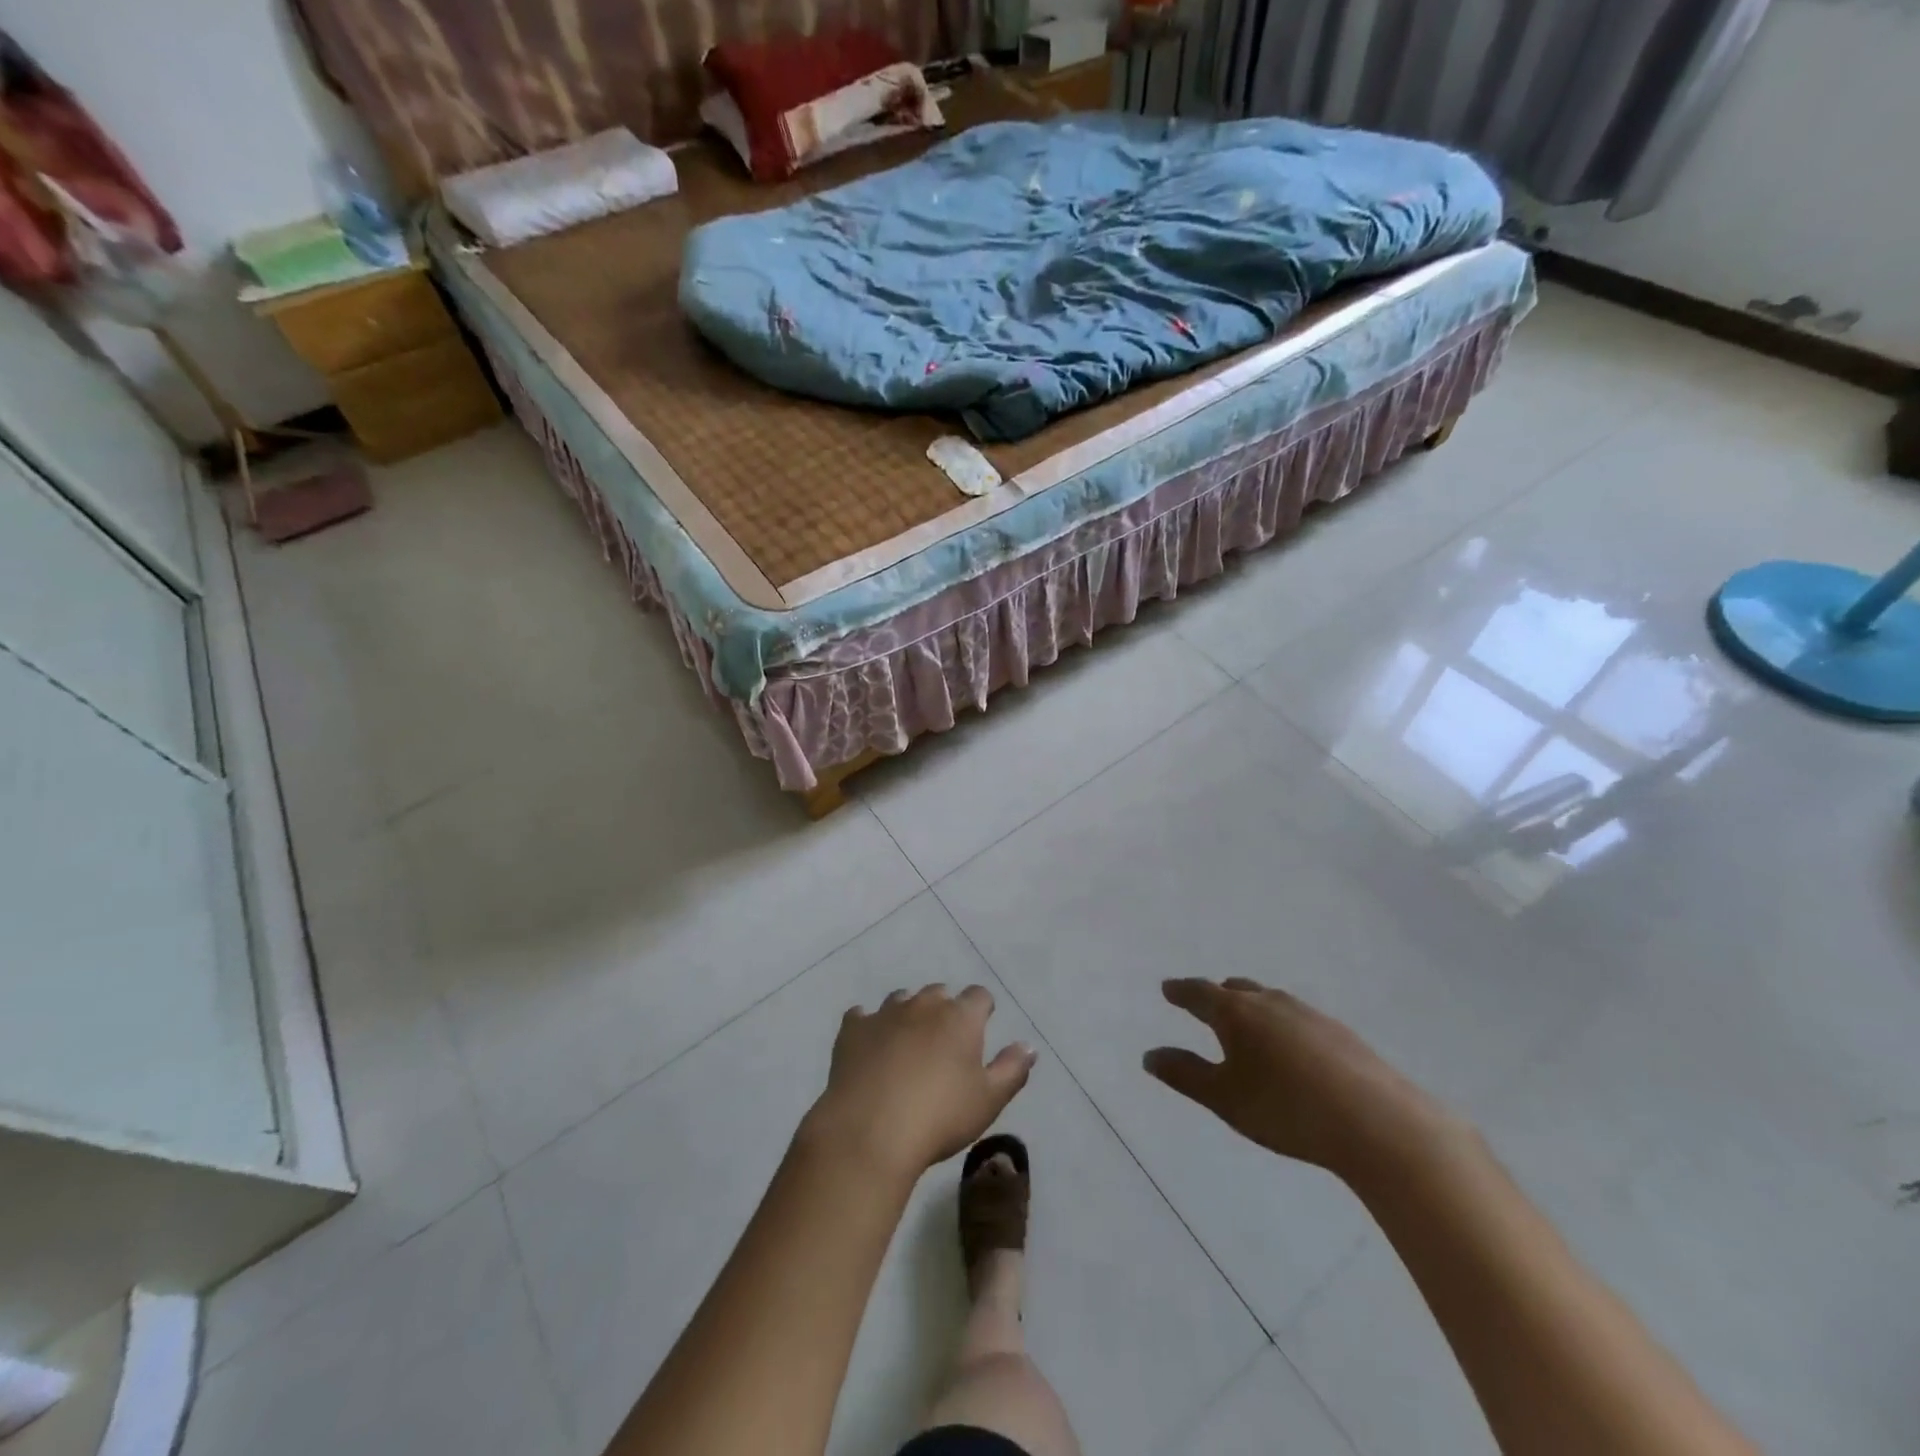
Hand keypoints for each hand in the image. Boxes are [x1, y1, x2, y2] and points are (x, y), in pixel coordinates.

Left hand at [806, 985, 1036, 1178]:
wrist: (869, 1131)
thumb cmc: (939, 1117)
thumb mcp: (988, 1101)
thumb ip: (1012, 1069)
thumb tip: (1028, 1046)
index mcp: (960, 1017)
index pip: (979, 996)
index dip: (983, 1009)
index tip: (982, 1027)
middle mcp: (923, 1005)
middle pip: (939, 993)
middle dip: (945, 1010)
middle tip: (945, 1042)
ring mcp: (885, 1014)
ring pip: (902, 1000)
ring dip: (908, 1014)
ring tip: (908, 1043)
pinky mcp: (853, 1029)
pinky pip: (862, 1016)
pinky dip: (869, 1026)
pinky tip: (870, 1045)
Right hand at [1144, 978, 1448, 1179]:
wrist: (1378, 1123)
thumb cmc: (1286, 1109)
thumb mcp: (1224, 1098)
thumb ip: (1184, 1074)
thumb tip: (1150, 1056)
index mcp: (1236, 1012)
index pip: (1199, 993)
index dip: (1180, 992)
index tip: (1168, 989)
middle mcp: (1271, 1002)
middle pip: (1237, 990)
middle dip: (1217, 996)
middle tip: (1205, 1005)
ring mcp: (1310, 1015)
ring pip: (1271, 1001)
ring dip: (1253, 1008)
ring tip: (1248, 1027)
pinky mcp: (1341, 1034)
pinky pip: (1298, 1019)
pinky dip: (1283, 1026)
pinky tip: (1293, 1051)